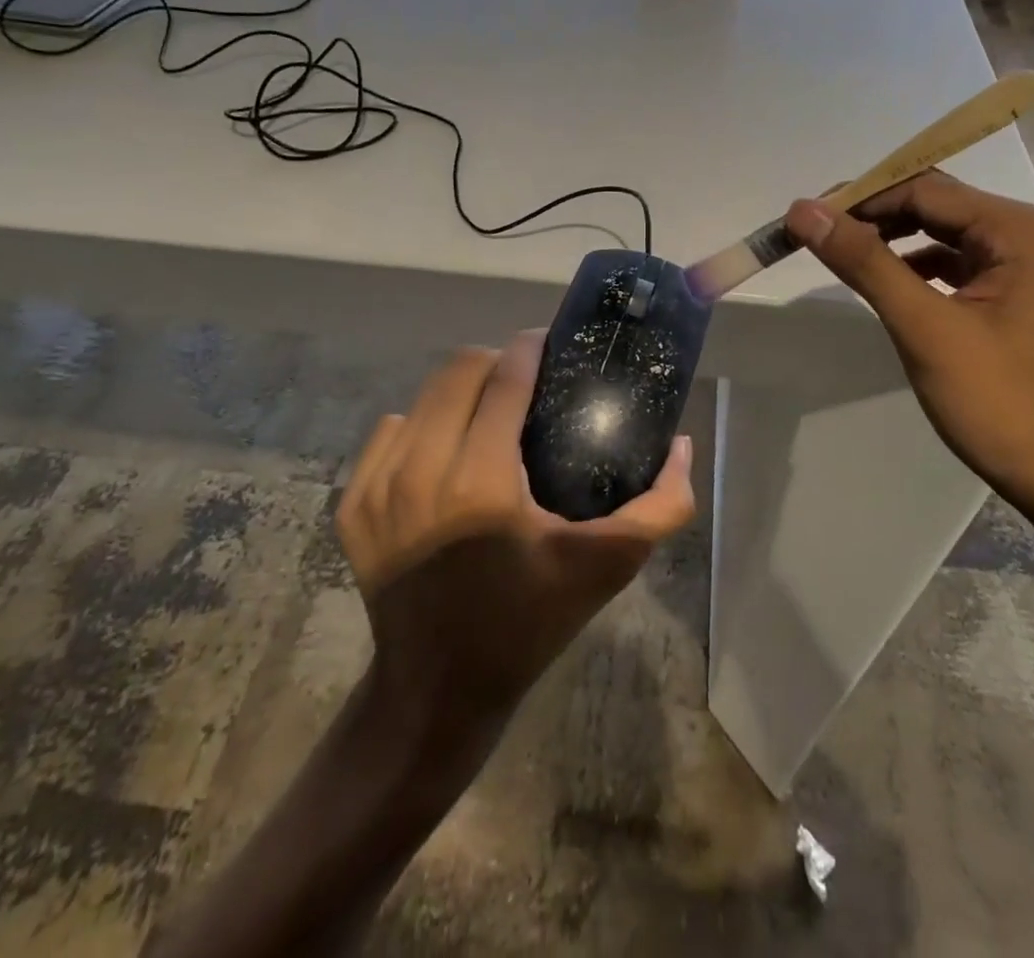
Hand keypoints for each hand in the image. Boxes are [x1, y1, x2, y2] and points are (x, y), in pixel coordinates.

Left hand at [338, 330, 695, 723]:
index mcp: (481, 482)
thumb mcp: (605, 568)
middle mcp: (420, 472)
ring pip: (423, 396)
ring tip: (489, 415)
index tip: (551, 345)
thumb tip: (681, 444)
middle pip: (459, 370)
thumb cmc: (528, 622)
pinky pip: (390, 431)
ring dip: (461, 392)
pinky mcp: (352, 503)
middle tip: (526, 382)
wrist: (437, 689)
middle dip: (498, 361)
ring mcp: (377, 487)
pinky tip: (446, 454)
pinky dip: (422, 427)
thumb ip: (660, 507)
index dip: (532, 348)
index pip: (506, 377)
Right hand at [786, 171, 1033, 525]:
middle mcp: (1026, 234)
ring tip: (839, 254)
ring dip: (888, 240)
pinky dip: (911, 266)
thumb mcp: (923, 326)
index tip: (804, 218)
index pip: (924, 190)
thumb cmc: (996, 401)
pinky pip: (950, 263)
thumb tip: (802, 210)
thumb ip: (864, 262)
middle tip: (814, 234)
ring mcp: (1021, 265)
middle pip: (933, 205)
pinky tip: (884, 284)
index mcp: (1019, 230)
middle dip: (872, 216)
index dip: (860, 198)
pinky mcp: (1009, 295)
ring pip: (939, 233)